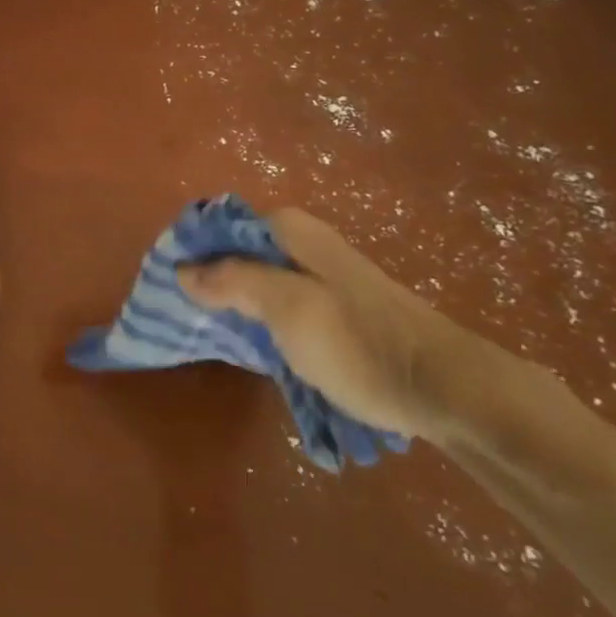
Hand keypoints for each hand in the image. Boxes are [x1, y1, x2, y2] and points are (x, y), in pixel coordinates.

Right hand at [176, 207, 487, 441]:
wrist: (448, 390)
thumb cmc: (359, 342)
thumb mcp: (287, 308)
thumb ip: (232, 281)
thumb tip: (183, 268)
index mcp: (289, 230)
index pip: (219, 226)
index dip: (191, 252)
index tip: (168, 285)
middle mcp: (302, 243)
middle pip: (236, 251)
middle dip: (207, 279)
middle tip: (183, 315)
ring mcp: (320, 276)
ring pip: (256, 279)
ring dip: (231, 302)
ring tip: (208, 332)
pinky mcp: (334, 308)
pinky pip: (278, 303)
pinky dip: (258, 318)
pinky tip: (251, 343)